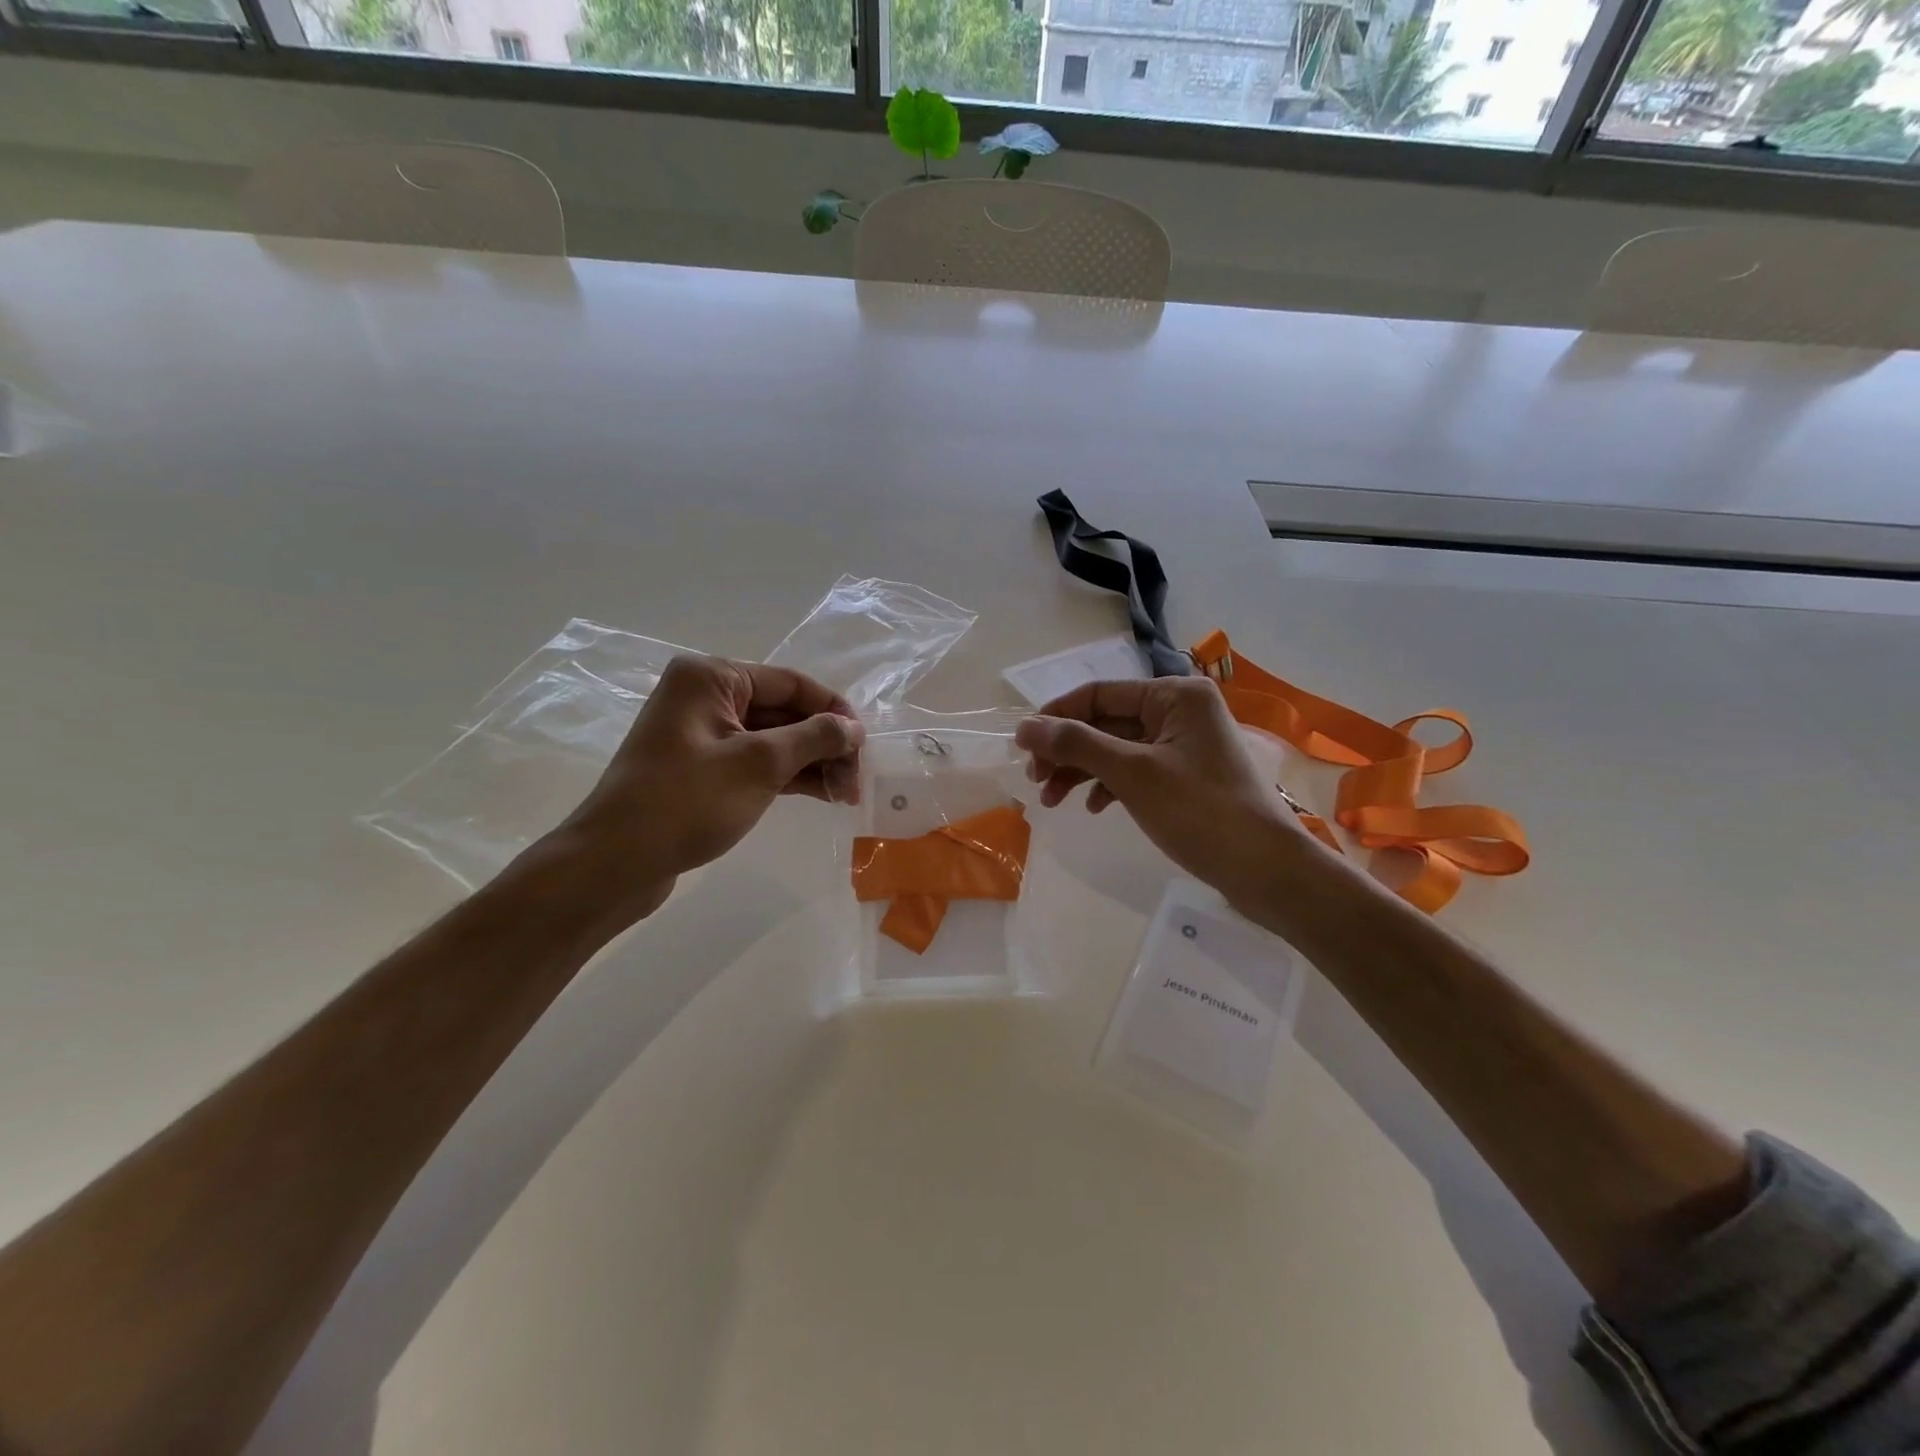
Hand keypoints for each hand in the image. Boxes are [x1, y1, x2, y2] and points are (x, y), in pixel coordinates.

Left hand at [541, 655, 863, 925]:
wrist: (614, 863)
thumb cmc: (686, 802)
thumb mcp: (759, 764)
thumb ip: (813, 738)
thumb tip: (853, 727)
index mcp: (712, 677)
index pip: (791, 683)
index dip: (833, 711)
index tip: (866, 744)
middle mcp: (705, 696)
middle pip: (784, 711)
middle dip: (824, 744)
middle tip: (858, 780)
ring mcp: (702, 734)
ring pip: (773, 739)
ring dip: (812, 763)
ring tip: (847, 795)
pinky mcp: (702, 768)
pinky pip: (755, 761)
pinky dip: (788, 776)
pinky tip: (821, 794)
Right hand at [1015, 677, 1313, 912]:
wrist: (1265, 870)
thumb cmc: (1199, 812)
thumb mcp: (1132, 773)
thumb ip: (1076, 744)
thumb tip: (1024, 727)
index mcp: (1175, 695)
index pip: (1099, 693)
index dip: (1056, 717)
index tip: (1021, 746)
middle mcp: (1181, 711)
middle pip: (1106, 721)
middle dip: (1067, 751)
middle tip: (1034, 781)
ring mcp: (1184, 745)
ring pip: (1116, 749)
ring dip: (1081, 771)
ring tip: (1051, 800)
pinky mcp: (1185, 776)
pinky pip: (1135, 771)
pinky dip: (1109, 785)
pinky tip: (1093, 807)